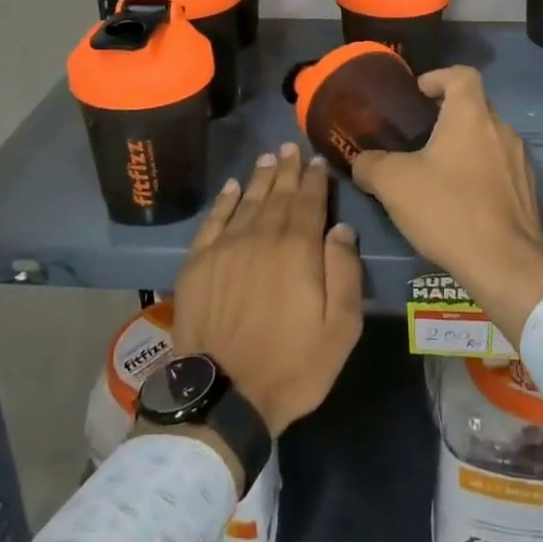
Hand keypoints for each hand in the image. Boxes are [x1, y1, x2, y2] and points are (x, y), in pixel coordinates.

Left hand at [170, 144, 363, 436]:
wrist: (225, 394)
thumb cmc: (292, 366)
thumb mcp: (340, 328)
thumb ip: (344, 272)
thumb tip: (342, 227)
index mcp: (298, 250)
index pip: (309, 202)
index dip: (315, 179)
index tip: (317, 160)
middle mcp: (261, 237)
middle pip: (278, 195)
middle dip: (287, 170)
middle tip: (291, 147)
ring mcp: (226, 248)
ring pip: (247, 201)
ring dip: (260, 178)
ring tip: (268, 159)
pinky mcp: (198, 263)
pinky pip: (214, 221)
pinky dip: (224, 201)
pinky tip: (232, 187)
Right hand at [351, 67, 542, 343]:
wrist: (506, 265)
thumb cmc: (448, 210)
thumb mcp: (393, 184)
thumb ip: (370, 164)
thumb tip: (360, 160)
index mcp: (471, 116)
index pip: (462, 74)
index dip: (438, 77)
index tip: (418, 94)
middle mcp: (502, 130)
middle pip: (474, 107)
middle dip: (446, 116)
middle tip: (417, 137)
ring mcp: (520, 162)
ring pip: (487, 140)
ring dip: (463, 147)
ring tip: (435, 172)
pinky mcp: (528, 192)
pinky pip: (499, 169)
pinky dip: (478, 173)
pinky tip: (458, 201)